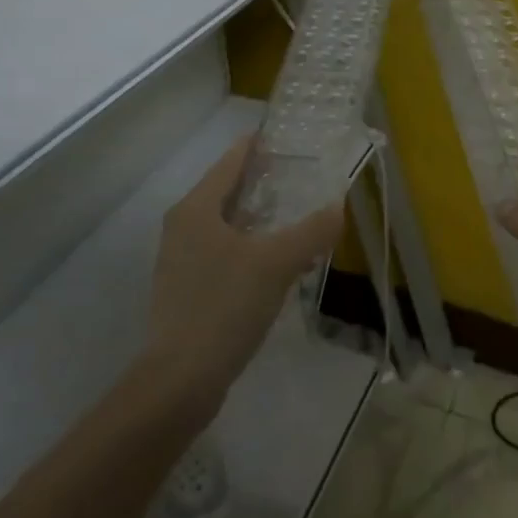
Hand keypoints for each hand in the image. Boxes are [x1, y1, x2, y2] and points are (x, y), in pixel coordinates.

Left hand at [144, 137, 343, 406]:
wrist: (180, 380)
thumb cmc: (224, 306)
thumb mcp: (276, 263)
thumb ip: (310, 231)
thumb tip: (337, 208)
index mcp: (196, 209)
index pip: (231, 161)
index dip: (260, 146)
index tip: (290, 138)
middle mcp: (183, 227)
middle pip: (228, 191)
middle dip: (265, 184)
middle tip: (304, 178)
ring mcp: (182, 260)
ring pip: (228, 225)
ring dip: (260, 219)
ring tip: (297, 218)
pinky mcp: (188, 289)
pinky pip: (225, 253)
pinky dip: (251, 248)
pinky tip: (277, 263)